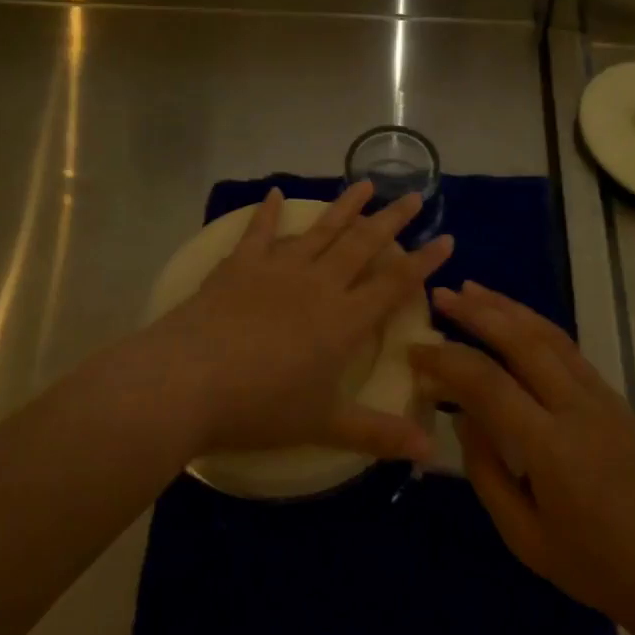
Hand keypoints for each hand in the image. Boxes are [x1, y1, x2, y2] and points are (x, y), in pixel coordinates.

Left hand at [141, 183, 452, 462]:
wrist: (188, 381)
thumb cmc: (261, 407)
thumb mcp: (325, 425)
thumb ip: (379, 433)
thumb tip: (432, 450)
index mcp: (344, 319)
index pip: (394, 283)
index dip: (424, 261)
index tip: (446, 238)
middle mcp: (318, 284)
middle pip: (363, 244)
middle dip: (392, 219)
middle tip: (414, 195)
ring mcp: (278, 268)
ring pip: (321, 230)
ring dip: (345, 206)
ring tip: (367, 183)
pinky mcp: (240, 265)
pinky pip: (259, 231)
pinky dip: (268, 212)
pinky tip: (276, 194)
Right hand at [413, 282, 634, 634]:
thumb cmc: (591, 563)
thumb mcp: (523, 535)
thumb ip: (486, 470)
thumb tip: (462, 414)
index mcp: (551, 446)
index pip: (488, 383)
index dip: (447, 361)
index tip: (415, 351)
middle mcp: (577, 407)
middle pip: (521, 341)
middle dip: (477, 312)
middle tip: (440, 296)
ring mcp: (600, 395)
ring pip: (548, 333)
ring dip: (506, 307)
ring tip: (471, 289)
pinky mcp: (612, 394)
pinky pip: (567, 347)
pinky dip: (534, 323)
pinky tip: (513, 317)